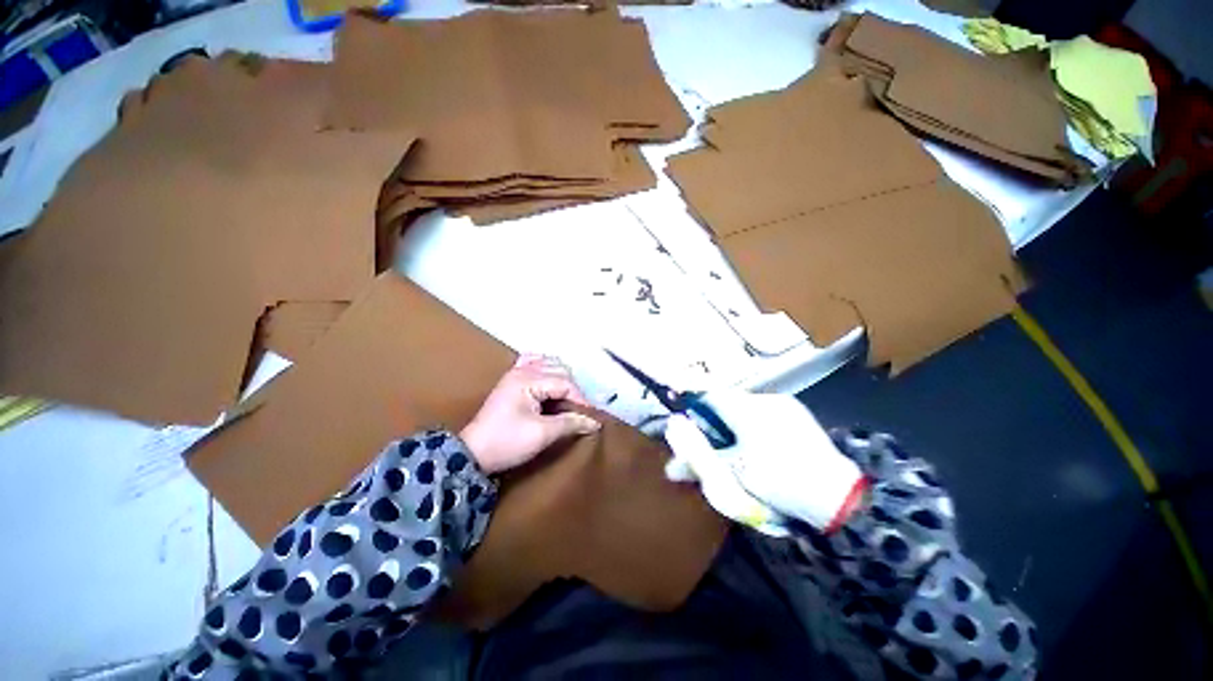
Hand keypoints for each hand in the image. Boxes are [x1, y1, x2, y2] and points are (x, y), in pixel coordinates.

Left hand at [460, 354, 600, 473]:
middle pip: (559, 370)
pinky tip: (551, 380)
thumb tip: (595, 422)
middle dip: (573, 389)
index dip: (580, 399)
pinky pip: (534, 364)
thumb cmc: (507, 443)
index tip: (590, 416)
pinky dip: (546, 369)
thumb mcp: (542, 434)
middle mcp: (522, 370)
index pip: (565, 382)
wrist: (473, 454)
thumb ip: (570, 423)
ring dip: (562, 378)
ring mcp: (515, 373)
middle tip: (578, 410)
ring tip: (567, 399)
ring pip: (549, 364)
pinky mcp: (512, 380)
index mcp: (528, 380)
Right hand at [663, 392, 866, 534]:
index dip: (692, 403)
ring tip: (732, 447)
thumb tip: (670, 467)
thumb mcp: (734, 474)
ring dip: (731, 422)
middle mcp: (765, 399)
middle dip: (712, 419)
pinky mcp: (797, 416)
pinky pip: (763, 413)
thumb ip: (700, 464)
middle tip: (708, 441)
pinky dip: (750, 425)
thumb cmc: (780, 482)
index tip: (682, 418)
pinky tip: (755, 447)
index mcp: (748, 409)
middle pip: (725, 401)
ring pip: (744, 407)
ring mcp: (785, 406)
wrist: (840, 498)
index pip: (709, 394)